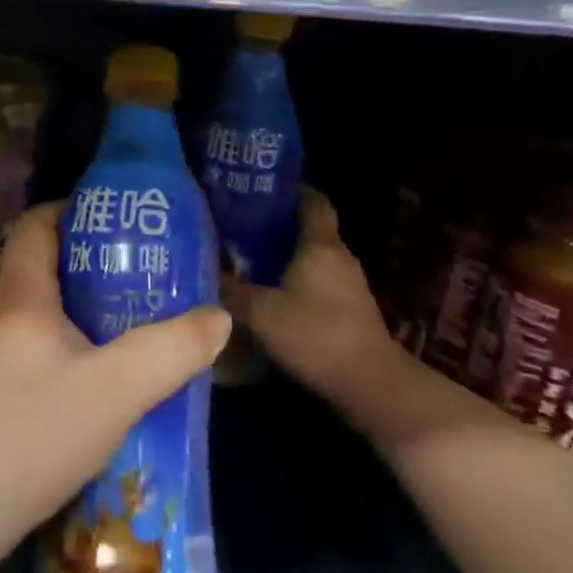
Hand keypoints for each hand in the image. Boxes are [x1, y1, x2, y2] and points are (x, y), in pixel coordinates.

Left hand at [0, 204, 230, 557]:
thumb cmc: (33, 432)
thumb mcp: (116, 389)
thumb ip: (171, 350)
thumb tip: (217, 318)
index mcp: (19, 293)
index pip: (37, 224)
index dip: (73, 211)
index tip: (118, 221)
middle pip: (40, 264)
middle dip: (89, 262)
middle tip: (139, 274)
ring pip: (36, 310)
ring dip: (78, 308)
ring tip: (126, 323)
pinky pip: (30, 346)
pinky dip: (63, 344)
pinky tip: (93, 378)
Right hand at [238, 189, 411, 416]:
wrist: (370, 385)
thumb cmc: (315, 334)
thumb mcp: (261, 312)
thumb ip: (230, 290)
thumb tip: (202, 270)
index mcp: (320, 244)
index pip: (312, 200)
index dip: (290, 188)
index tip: (260, 187)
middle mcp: (338, 257)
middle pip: (309, 228)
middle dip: (276, 224)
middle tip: (238, 223)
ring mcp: (349, 285)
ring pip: (312, 258)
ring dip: (284, 256)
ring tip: (246, 257)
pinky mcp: (350, 311)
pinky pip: (317, 282)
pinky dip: (295, 281)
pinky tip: (269, 294)